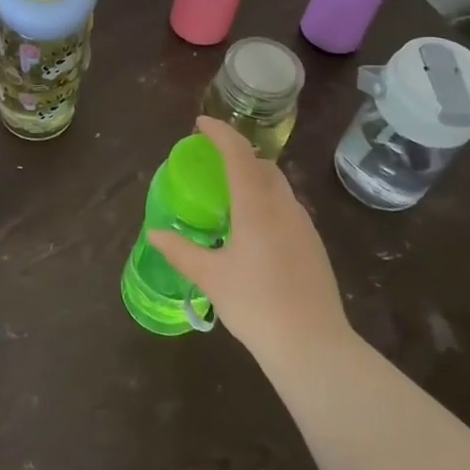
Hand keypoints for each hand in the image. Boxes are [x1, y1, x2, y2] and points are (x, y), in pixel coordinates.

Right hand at [146, 117, 349, 364]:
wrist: (313, 346)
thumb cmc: (256, 305)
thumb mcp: (211, 277)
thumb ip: (181, 251)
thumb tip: (155, 232)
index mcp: (257, 206)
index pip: (238, 153)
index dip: (220, 132)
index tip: (200, 123)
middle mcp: (284, 206)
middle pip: (262, 165)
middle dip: (238, 154)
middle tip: (212, 162)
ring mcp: (304, 225)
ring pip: (278, 186)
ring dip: (255, 178)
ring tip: (231, 195)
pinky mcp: (313, 245)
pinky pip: (287, 208)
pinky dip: (268, 202)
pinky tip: (254, 230)